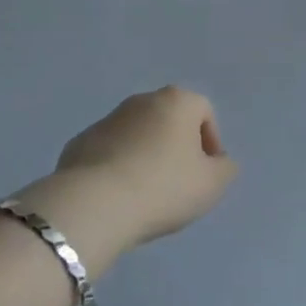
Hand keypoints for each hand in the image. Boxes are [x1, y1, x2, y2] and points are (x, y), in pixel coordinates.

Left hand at [37, 87, 237, 253]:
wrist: (94, 204)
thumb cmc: (163, 187)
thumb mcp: (212, 184)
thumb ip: (225, 169)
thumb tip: (219, 162)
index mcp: (177, 101)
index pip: (204, 112)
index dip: (211, 142)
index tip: (207, 173)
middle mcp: (142, 100)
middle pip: (169, 119)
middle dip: (177, 146)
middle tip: (179, 182)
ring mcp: (107, 119)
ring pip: (137, 134)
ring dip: (146, 155)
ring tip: (146, 193)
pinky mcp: (80, 142)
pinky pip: (109, 152)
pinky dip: (117, 166)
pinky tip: (118, 196)